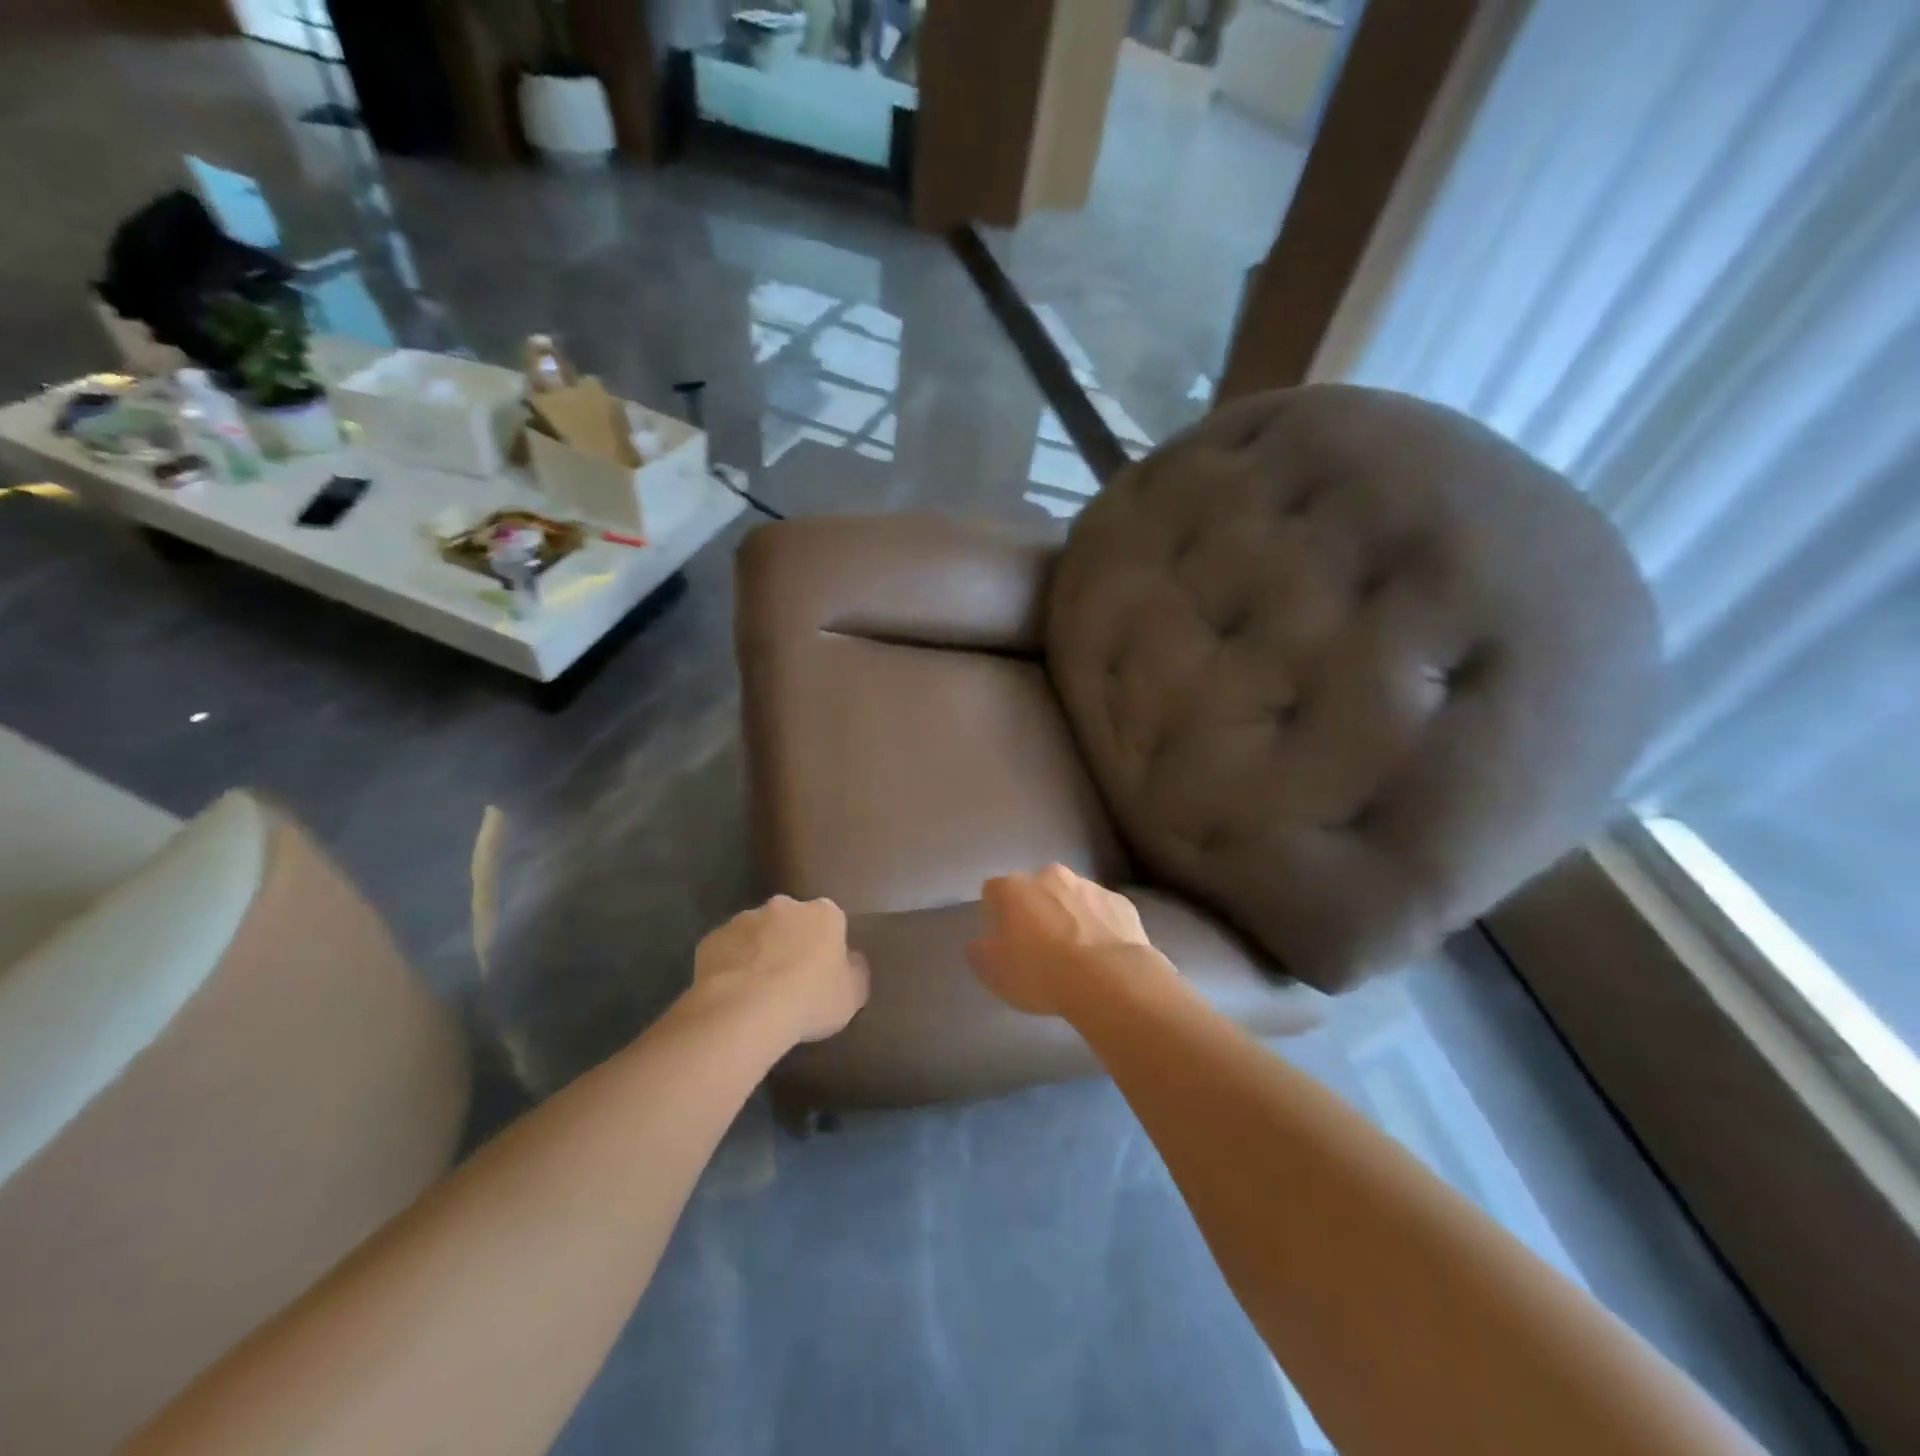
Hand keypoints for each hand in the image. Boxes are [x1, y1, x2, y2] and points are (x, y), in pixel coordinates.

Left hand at [693, 896, 869, 1043]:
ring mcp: (744, 919)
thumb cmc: (810, 999)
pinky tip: (731, 993)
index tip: (822, 969)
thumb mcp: (853, 993)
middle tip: (789, 978)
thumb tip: (851, 959)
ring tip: (756, 990)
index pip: (830, 920)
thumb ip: (855, 970)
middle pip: (790, 920)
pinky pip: (726, 950)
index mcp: (823, 913)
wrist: (746, 1010)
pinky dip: (730, 965)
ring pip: (755, 933)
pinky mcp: (712, 938)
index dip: (826, 944)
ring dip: (758, 951)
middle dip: (790, 940)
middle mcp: (784, 906)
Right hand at [966, 864, 1153, 1016]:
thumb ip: (980, 953)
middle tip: (1039, 947)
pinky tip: (1102, 955)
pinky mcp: (1120, 902)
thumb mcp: (995, 973)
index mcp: (1013, 888)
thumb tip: (978, 943)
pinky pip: (1102, 911)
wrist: (1109, 979)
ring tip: (1075, 954)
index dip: (995, 915)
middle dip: (1035, 910)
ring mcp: (1089, 886)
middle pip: (1035, 888)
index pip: (993, 891)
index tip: (1002, 940)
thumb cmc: (1040, 973)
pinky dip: (1099, 925)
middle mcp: (1049, 876)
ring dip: (1068, 915)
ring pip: (1071, 896)